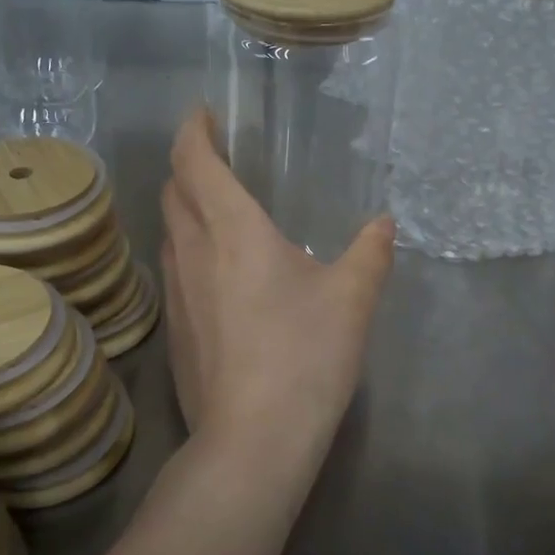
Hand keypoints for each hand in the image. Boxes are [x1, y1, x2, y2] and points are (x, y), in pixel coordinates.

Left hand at [159, 108, 394, 473]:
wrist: (252, 440)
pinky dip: (189, 249)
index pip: (194, 161)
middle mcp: (193, 251)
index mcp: (232, 230)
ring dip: (186, 207)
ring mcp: (175, 292)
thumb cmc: (305, 355)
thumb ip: (371, 253)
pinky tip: (220, 274)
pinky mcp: (173, 329)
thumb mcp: (352, 299)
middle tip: (218, 158)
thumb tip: (384, 224)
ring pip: (169, 230)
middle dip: (188, 164)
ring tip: (219, 210)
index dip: (193, 129)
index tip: (204, 114)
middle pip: (173, 190)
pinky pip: (174, 269)